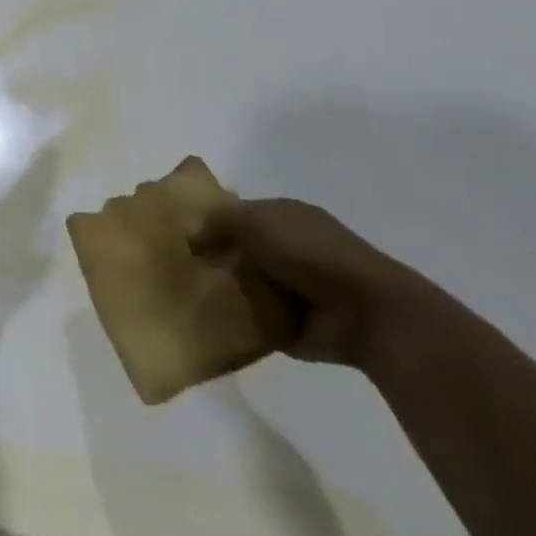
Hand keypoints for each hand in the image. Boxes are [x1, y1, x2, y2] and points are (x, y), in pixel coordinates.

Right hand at [191, 197, 429, 369]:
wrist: (363, 311)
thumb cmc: (310, 252)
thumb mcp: (256, 221)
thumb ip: (219, 223)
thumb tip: (190, 235)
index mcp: (283, 216)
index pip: (237, 213)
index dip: (209, 220)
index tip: (175, 232)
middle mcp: (285, 248)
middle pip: (236, 249)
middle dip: (210, 256)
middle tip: (171, 265)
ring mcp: (287, 287)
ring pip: (240, 284)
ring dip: (219, 289)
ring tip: (180, 294)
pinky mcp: (287, 322)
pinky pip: (248, 317)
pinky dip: (231, 319)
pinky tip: (202, 318)